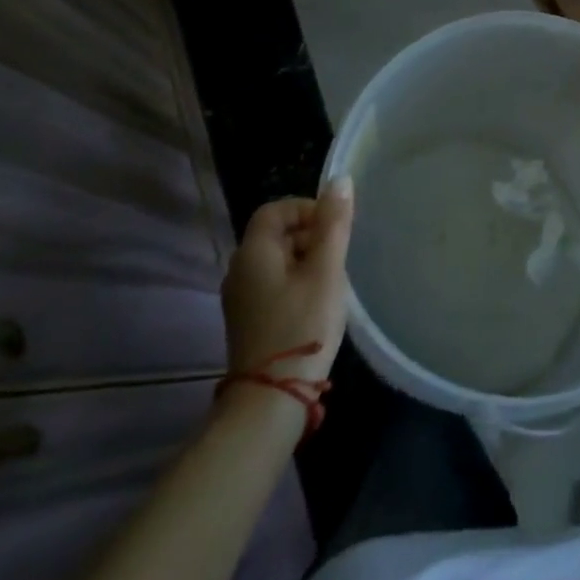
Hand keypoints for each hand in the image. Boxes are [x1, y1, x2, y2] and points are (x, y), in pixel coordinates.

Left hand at [220, 180, 354, 387]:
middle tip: (339, 255)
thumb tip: (340, 180)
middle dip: (311, 235)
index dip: (307, 208)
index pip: (275, 209)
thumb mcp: (326, 270)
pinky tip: (318, 303)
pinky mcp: (249, 321)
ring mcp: (241, 299)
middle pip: (276, 234)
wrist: (271, 399)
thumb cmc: (302, 325)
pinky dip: (297, 282)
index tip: (334, 227)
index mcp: (253, 253)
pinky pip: (274, 284)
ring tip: (333, 280)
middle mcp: (239, 271)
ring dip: (307, 260)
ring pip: (277, 260)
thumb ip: (334, 223)